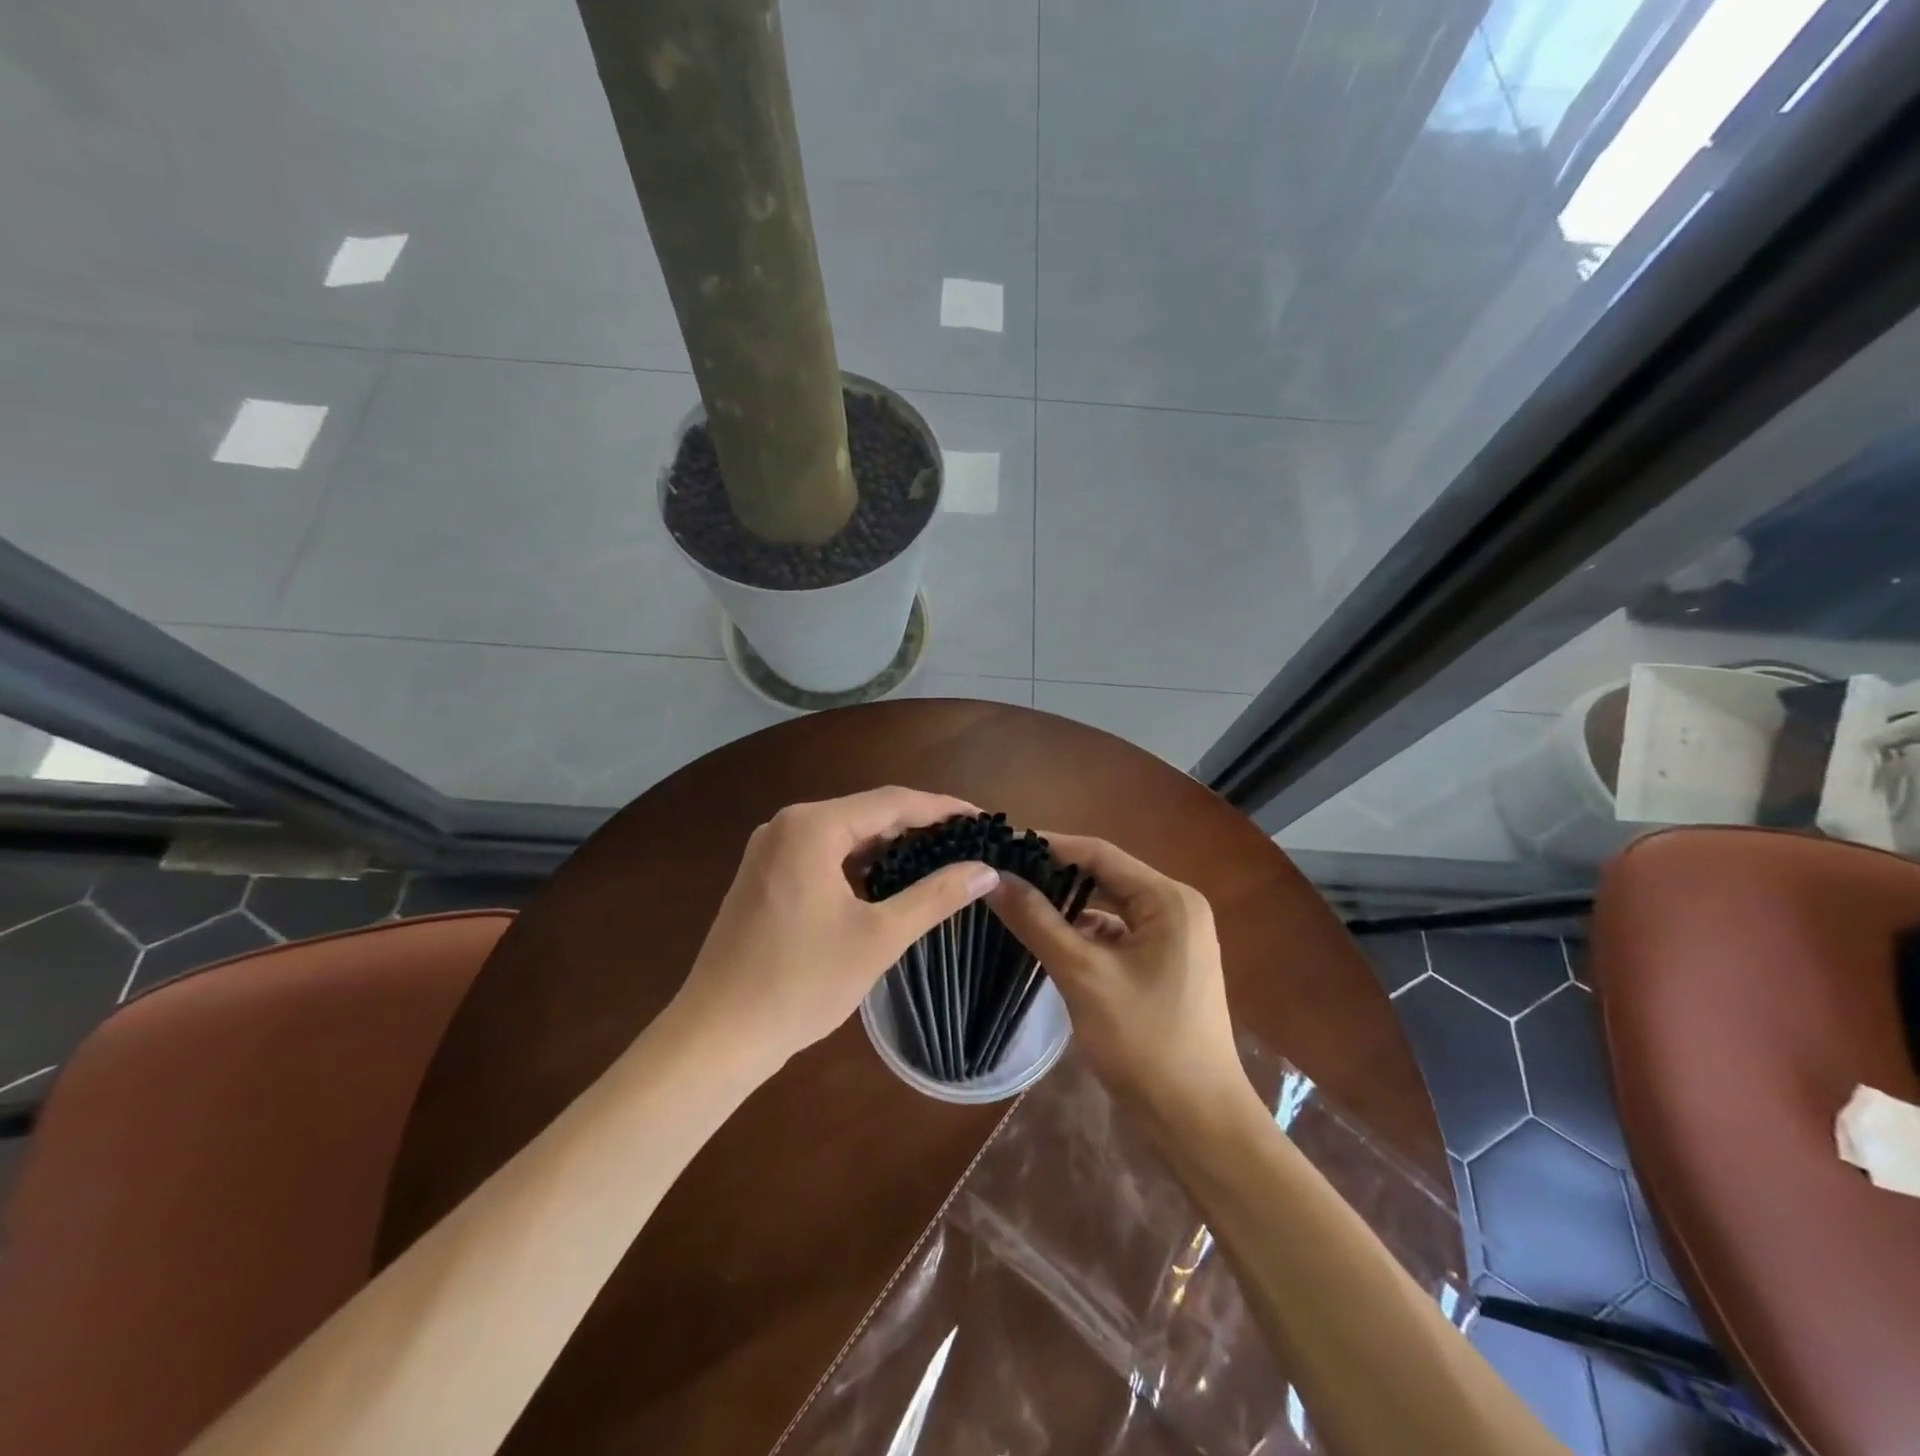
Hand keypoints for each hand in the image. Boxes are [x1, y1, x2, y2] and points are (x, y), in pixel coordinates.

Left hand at [675, 788, 1000, 1070]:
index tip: (985, 820)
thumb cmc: (802, 982)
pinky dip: (858, 863)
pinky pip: (822, 854)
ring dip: (889, 846)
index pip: (894, 802)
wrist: (717, 1035)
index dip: (944, 809)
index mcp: (813, 826)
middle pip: (867, 813)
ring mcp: (770, 849)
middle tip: (967, 843)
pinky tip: (887, 882)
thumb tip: (985, 870)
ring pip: (844, 834)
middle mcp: (787, 824)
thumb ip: (936, 896)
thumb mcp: (879, 937)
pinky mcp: (763, 875)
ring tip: (938, 860)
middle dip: (919, 827)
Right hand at [986, 835, 1251, 1133]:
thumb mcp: (1083, 975)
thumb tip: (994, 878)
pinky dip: (1084, 933)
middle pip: (1105, 877)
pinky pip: (1117, 934)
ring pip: (1110, 907)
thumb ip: (1038, 921)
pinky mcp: (1164, 964)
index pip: (1099, 854)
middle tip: (1001, 874)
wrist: (1198, 1122)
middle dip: (1054, 876)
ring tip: (1015, 901)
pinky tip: (1049, 939)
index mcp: (1169, 899)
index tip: (1000, 845)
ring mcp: (1174, 938)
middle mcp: (1176, 907)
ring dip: (1067, 906)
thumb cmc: (1145, 1042)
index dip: (1048, 846)